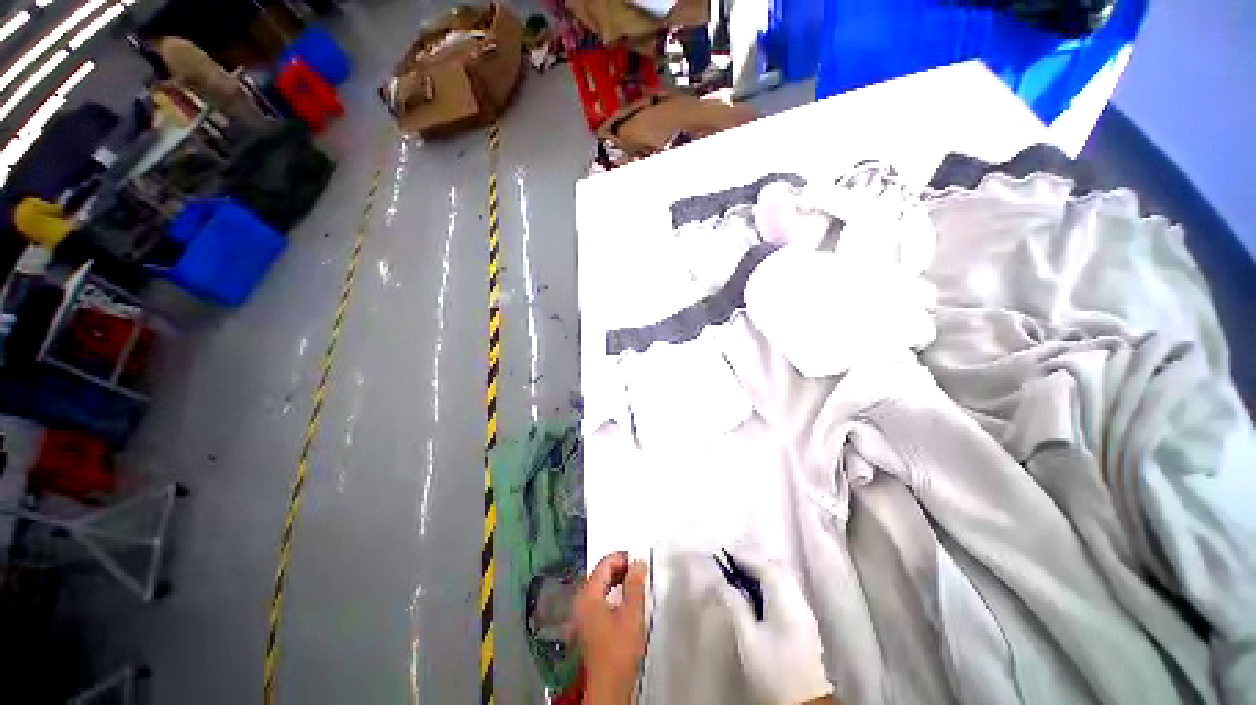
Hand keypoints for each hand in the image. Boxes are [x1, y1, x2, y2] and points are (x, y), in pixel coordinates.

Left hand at [576, 551, 647, 704]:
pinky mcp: (587, 624)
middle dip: (620, 567)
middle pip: (600, 573)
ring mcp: (582, 614)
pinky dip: (612, 592)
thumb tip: (638, 562)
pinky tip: (625, 599)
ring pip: (600, 585)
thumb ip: (635, 584)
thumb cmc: (619, 650)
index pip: (604, 564)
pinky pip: (599, 598)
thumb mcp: (632, 613)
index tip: (639, 558)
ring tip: (635, 582)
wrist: (609, 687)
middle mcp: (581, 601)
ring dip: (617, 580)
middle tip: (639, 568)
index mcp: (588, 596)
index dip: (622, 557)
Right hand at [717, 551, 832, 704]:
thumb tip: (721, 583)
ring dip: (763, 571)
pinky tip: (756, 594)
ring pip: (784, 577)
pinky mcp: (803, 621)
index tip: (726, 555)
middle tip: (733, 564)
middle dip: (755, 561)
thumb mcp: (748, 640)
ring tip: (741, 576)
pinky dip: (770, 583)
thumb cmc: (773, 672)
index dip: (746, 558)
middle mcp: (799, 601)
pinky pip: (786, 589)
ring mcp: (804, 611)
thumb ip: (736, 606)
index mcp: (786, 603)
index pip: (767, 568)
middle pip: (778, 568)